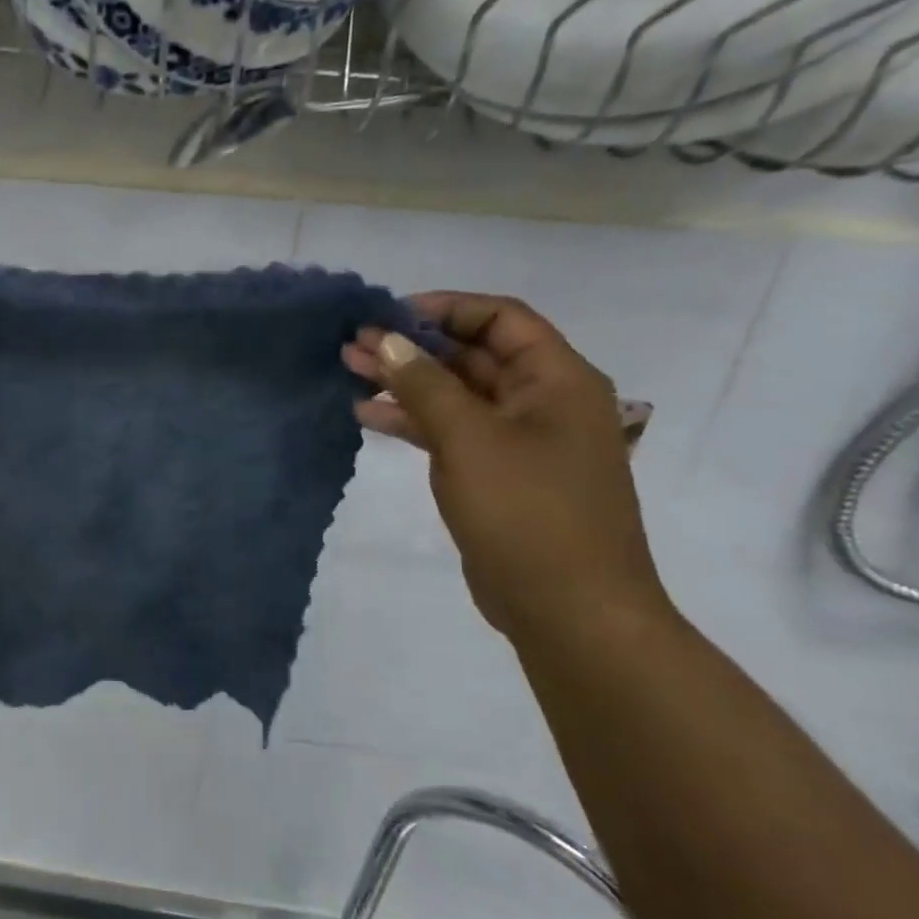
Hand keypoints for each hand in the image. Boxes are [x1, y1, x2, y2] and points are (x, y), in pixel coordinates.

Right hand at [343, 294, 670, 645]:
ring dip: (405, 382)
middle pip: (472, 356)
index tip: (388, 314)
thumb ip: (424, 383)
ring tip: (349, 370)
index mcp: (557, 380)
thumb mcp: (469, 438)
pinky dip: (413, 421)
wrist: (569, 610)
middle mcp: (542, 402)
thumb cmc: (527, 512)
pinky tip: (368, 416)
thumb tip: (386, 339)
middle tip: (354, 343)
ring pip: (456, 394)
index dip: (445, 308)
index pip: (500, 319)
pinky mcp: (497, 476)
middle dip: (413, 346)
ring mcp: (519, 441)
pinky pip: (451, 432)